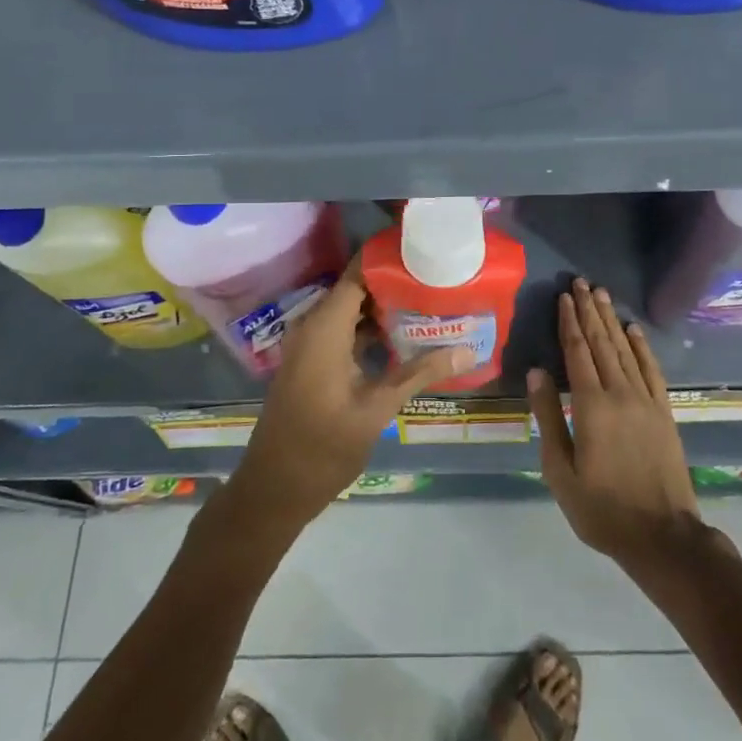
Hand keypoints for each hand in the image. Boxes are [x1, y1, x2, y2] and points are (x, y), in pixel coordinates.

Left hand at [232, 258, 468, 528]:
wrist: (274, 488)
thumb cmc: (323, 446)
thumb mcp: (377, 408)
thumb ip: (420, 373)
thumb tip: (467, 350)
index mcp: (324, 328)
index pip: (358, 274)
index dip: (388, 260)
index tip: (425, 251)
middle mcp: (313, 327)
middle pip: (357, 290)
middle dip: (395, 284)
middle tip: (438, 280)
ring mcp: (310, 346)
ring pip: (351, 313)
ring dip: (385, 310)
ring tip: (430, 304)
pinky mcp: (312, 364)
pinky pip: (343, 333)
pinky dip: (370, 331)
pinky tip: (404, 339)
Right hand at [528, 279, 702, 570]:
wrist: (662, 536)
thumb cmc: (601, 508)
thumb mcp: (560, 470)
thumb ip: (548, 416)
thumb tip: (536, 372)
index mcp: (591, 406)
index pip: (577, 352)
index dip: (569, 322)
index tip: (563, 297)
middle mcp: (620, 394)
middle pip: (602, 343)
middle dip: (589, 311)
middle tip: (581, 282)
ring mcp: (646, 401)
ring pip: (626, 350)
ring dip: (612, 320)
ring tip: (601, 294)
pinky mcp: (664, 412)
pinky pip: (652, 370)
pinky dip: (642, 347)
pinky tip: (633, 330)